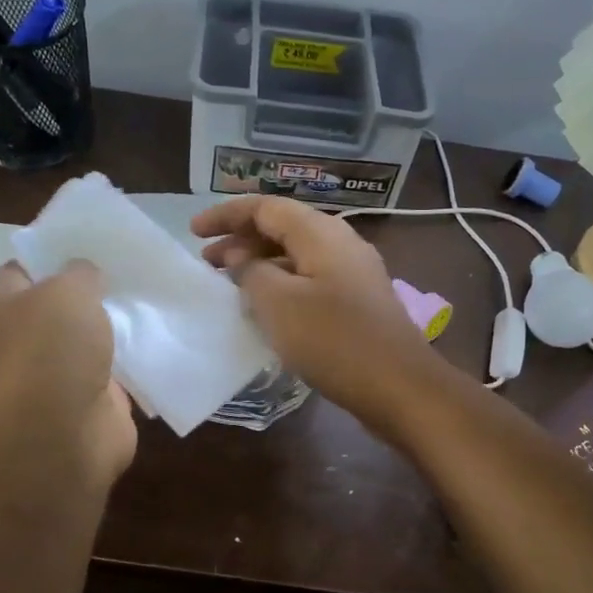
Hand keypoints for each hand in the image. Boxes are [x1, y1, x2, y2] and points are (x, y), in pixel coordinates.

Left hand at [0, 260, 136, 489]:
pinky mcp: (94, 399)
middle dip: (90, 289)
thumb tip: (86, 274)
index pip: (20, 269)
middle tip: (127, 265)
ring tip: (151, 294)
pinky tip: (160, 336)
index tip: (85, 241)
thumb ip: (80, 273)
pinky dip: (134, 358)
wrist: (63, 434)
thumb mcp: (68, 291)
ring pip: (91, 338)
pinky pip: (117, 370)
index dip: (48, 253)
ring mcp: (60, 373)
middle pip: (59, 305)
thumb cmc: (53, 350)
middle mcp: (28, 339)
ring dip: (115, 324)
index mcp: (6, 308)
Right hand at [192, 196, 437, 423]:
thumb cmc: (334, 340)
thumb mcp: (278, 304)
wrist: (399, 386)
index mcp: (321, 233)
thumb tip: (243, 259)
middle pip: (283, 228)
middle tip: (206, 262)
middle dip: (241, 240)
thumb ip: (252, 272)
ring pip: (297, 256)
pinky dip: (281, 284)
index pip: (266, 207)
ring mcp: (353, 273)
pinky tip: (265, 308)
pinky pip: (310, 279)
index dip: (226, 214)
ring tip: (229, 284)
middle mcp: (340, 243)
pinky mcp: (357, 301)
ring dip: (260, 264)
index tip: (194, 231)